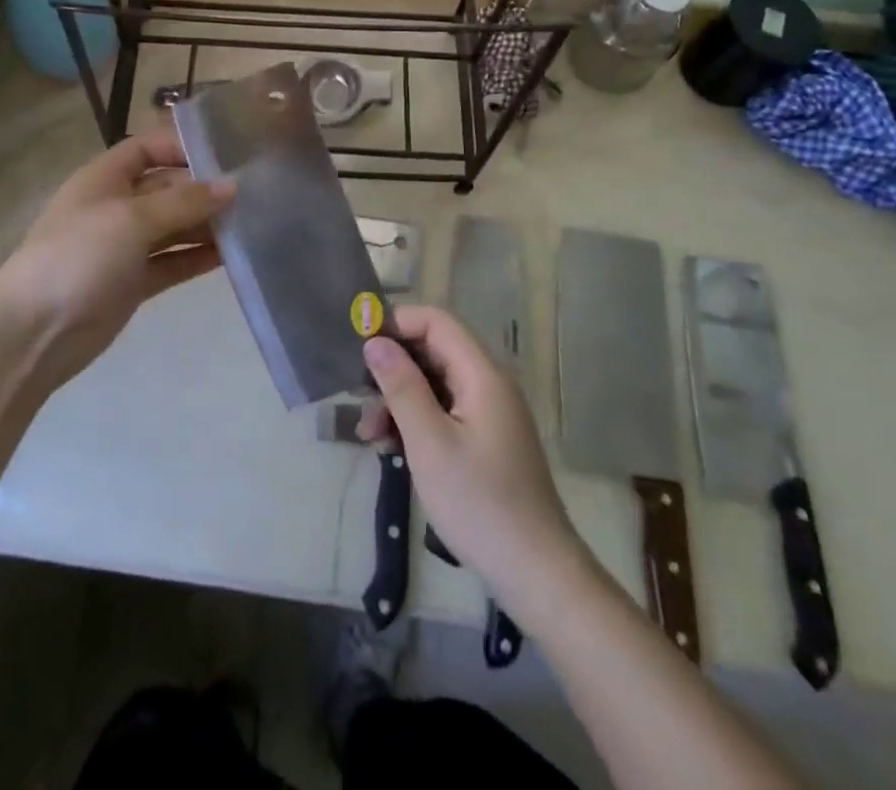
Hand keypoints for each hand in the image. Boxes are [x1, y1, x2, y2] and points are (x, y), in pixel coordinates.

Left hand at [0, 127, 234, 389]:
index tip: (225, 155)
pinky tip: (230, 256)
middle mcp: (115, 207)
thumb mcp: (132, 219)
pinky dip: (196, 258)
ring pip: (173, 227)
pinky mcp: (132, 282)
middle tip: (252, 193)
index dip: (181, 146)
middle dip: (203, 189)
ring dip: (205, 225)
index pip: (146, 148)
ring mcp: (123, 247)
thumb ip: (183, 202)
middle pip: (166, 188)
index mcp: (104, 179)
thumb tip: (231, 186)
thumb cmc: (79, 257)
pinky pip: (171, 261)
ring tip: (251, 224)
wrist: (35, 333)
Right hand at [359, 305, 584, 607]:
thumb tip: (375, 342)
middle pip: (434, 351)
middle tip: (359, 398)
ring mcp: (490, 413)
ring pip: (436, 384)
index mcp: (482, 375)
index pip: (437, 321)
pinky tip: (392, 449)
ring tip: (370, 435)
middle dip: (393, 368)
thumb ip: (401, 386)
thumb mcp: (429, 443)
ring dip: (400, 400)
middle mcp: (489, 384)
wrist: (537, 574)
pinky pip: (445, 411)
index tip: (360, 347)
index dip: (397, 324)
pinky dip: (417, 422)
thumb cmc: (479, 503)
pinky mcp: (487, 440)